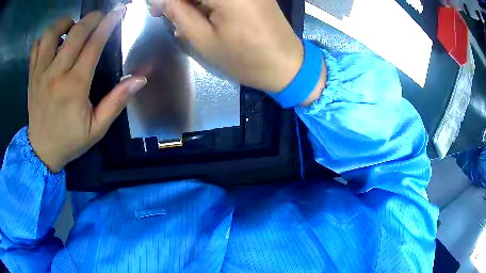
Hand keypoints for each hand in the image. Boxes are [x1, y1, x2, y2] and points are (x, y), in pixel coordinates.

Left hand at [28, 6, 146, 172]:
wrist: (42, 153)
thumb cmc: (70, 141)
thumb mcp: (97, 128)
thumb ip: (117, 102)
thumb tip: (140, 79)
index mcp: (74, 86)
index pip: (94, 45)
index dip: (108, 24)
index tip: (118, 11)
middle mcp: (55, 74)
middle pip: (74, 33)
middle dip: (90, 18)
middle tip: (99, 16)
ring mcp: (40, 74)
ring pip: (50, 35)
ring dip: (63, 23)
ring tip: (70, 27)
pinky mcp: (31, 77)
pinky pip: (35, 48)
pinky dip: (44, 37)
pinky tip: (52, 41)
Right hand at [150, 0, 303, 92]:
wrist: (287, 65)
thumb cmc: (245, 58)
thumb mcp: (204, 39)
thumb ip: (178, 13)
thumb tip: (159, 0)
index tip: (155, 9)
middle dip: (178, 0)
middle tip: (164, 13)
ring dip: (191, 2)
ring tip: (181, 20)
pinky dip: (207, 3)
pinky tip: (198, 16)